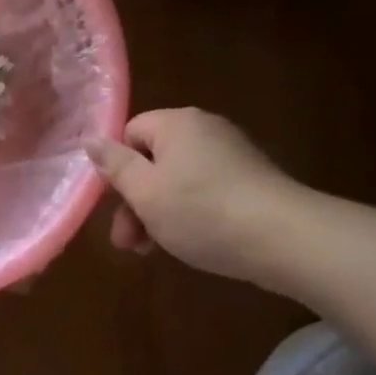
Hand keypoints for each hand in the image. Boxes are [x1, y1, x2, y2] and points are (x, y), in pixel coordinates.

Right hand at [85, 108, 303, 281]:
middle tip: (129, 244)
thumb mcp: (144, 192)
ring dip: (160, 213)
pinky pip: (208, 191)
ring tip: (156, 251)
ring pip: (179, 181)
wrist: (285, 238)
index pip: (130, 134)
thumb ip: (115, 165)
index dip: (118, 169)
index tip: (117, 206)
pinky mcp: (253, 181)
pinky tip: (194, 243)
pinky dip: (193, 214)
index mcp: (176, 123)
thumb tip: (90, 140)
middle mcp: (205, 129)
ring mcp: (233, 154)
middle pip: (154, 160)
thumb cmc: (201, 211)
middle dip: (136, 202)